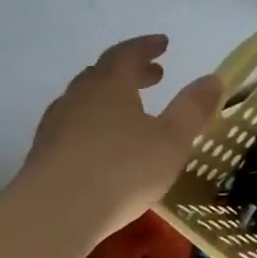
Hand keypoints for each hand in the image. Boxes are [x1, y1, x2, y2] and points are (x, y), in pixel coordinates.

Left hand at [20, 35, 223, 239]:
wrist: (54, 214)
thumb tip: (212, 78)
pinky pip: (74, 125)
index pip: (126, 54)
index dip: (146, 47)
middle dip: (130, 71)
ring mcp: (56, 126)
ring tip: (131, 109)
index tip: (163, 44)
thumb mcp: (172, 139)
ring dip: (110, 97)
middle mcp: (79, 98)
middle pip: (102, 74)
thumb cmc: (123, 169)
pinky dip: (95, 122)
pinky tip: (106, 143)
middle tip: (154, 75)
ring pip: (84, 100)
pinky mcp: (44, 154)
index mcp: (110, 87)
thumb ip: (193, 108)